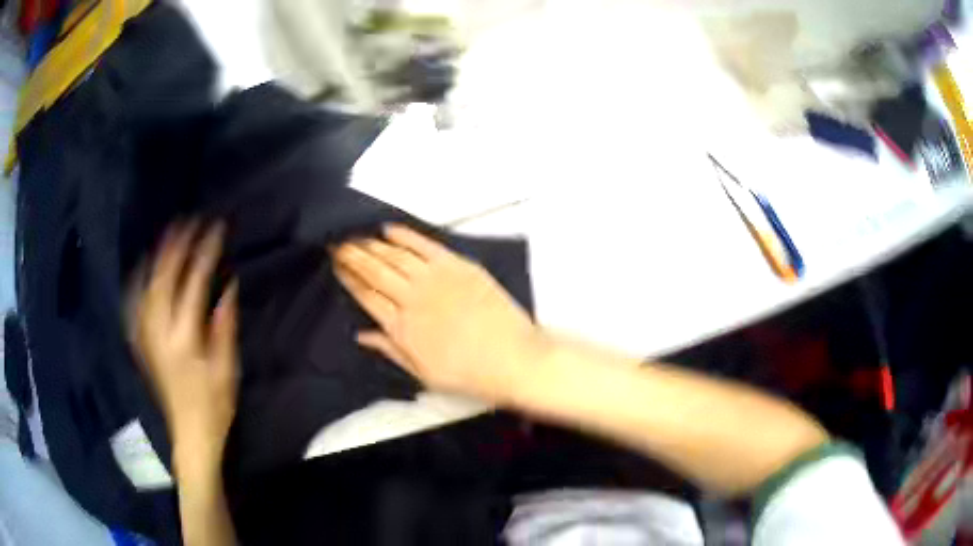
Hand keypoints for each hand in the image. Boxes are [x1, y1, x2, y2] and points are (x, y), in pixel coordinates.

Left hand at [128, 221, 237, 463]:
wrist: (189, 435)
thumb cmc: (214, 405)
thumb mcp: (227, 369)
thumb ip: (223, 325)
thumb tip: (227, 286)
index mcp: (184, 339)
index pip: (193, 283)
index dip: (204, 253)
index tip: (216, 228)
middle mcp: (159, 332)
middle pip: (163, 279)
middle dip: (176, 246)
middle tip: (189, 221)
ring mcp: (146, 337)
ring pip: (146, 286)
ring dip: (157, 257)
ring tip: (168, 235)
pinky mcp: (142, 343)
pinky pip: (135, 303)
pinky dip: (139, 280)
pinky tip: (143, 268)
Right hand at [331, 224, 546, 405]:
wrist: (513, 359)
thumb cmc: (469, 373)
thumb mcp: (423, 373)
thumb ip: (391, 350)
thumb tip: (361, 335)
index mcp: (401, 328)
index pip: (366, 296)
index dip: (348, 279)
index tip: (336, 267)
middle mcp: (412, 298)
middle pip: (374, 271)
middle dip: (352, 256)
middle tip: (336, 244)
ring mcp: (435, 278)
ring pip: (394, 255)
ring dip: (372, 244)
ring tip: (355, 236)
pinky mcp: (457, 265)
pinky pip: (424, 244)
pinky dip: (404, 235)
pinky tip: (388, 229)